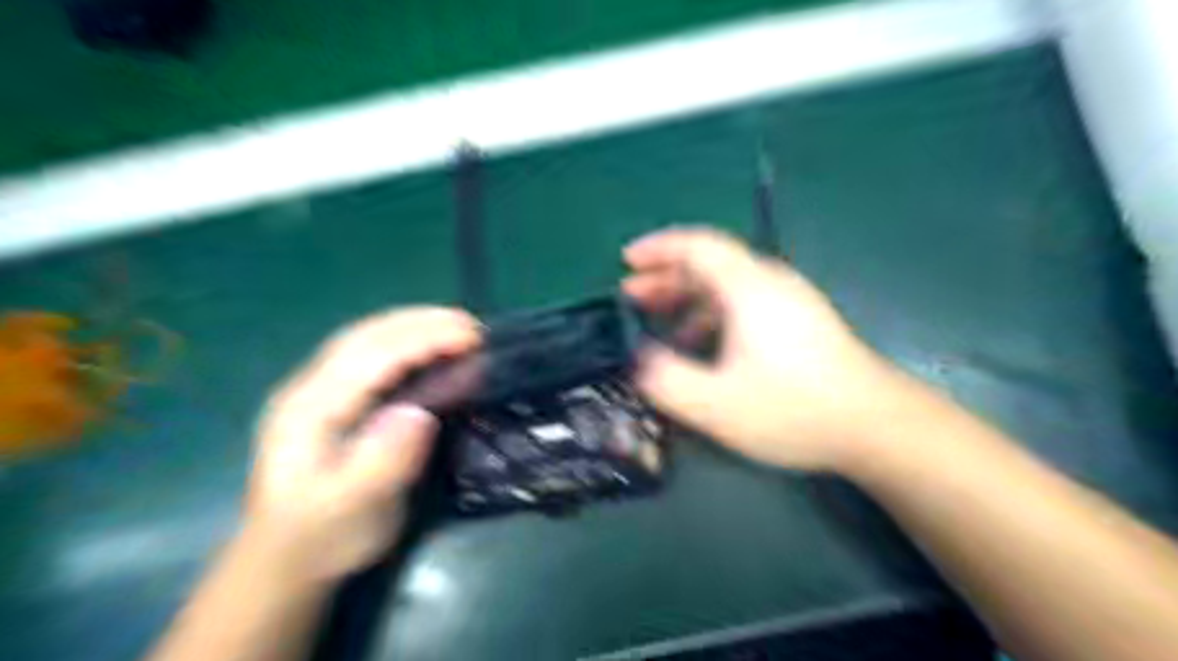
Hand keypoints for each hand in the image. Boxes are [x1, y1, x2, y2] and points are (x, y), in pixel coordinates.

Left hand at [244, 306, 482, 580]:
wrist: (281, 564)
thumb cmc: (321, 539)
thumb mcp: (352, 510)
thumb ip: (382, 462)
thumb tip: (419, 414)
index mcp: (310, 411)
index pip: (371, 357)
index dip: (423, 340)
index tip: (471, 338)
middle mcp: (309, 389)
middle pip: (366, 336)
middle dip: (421, 322)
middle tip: (473, 325)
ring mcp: (317, 391)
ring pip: (366, 339)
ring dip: (413, 325)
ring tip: (458, 326)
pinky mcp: (332, 400)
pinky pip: (370, 355)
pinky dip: (405, 341)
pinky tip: (428, 345)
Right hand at [625, 228, 910, 469]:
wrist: (876, 425)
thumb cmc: (793, 409)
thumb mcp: (716, 404)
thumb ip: (666, 380)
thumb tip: (639, 360)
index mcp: (748, 288)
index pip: (697, 245)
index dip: (658, 247)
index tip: (626, 259)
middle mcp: (769, 283)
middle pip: (710, 263)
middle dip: (665, 275)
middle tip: (631, 296)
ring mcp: (789, 302)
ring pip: (726, 285)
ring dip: (687, 297)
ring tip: (659, 322)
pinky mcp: (800, 322)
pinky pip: (744, 303)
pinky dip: (712, 314)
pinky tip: (703, 346)